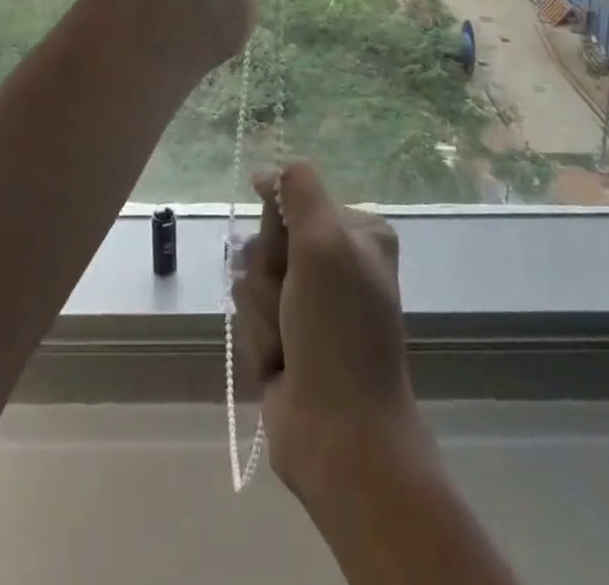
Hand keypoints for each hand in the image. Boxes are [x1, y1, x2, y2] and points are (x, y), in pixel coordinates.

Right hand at [232, 162, 432, 507]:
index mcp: (357, 231)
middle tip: (291, 304)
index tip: (285, 251)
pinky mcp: (288, 338)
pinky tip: (278, 364)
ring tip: (286, 343)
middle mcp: (336, 260)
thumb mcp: (325, 242)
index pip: (291, 197)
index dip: (277, 225)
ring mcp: (311, 302)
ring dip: (262, 311)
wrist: (341, 435)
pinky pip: (250, 317)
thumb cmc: (339, 330)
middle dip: (268, 274)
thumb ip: (298, 189)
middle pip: (268, 238)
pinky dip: (259, 339)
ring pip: (254, 279)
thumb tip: (267, 172)